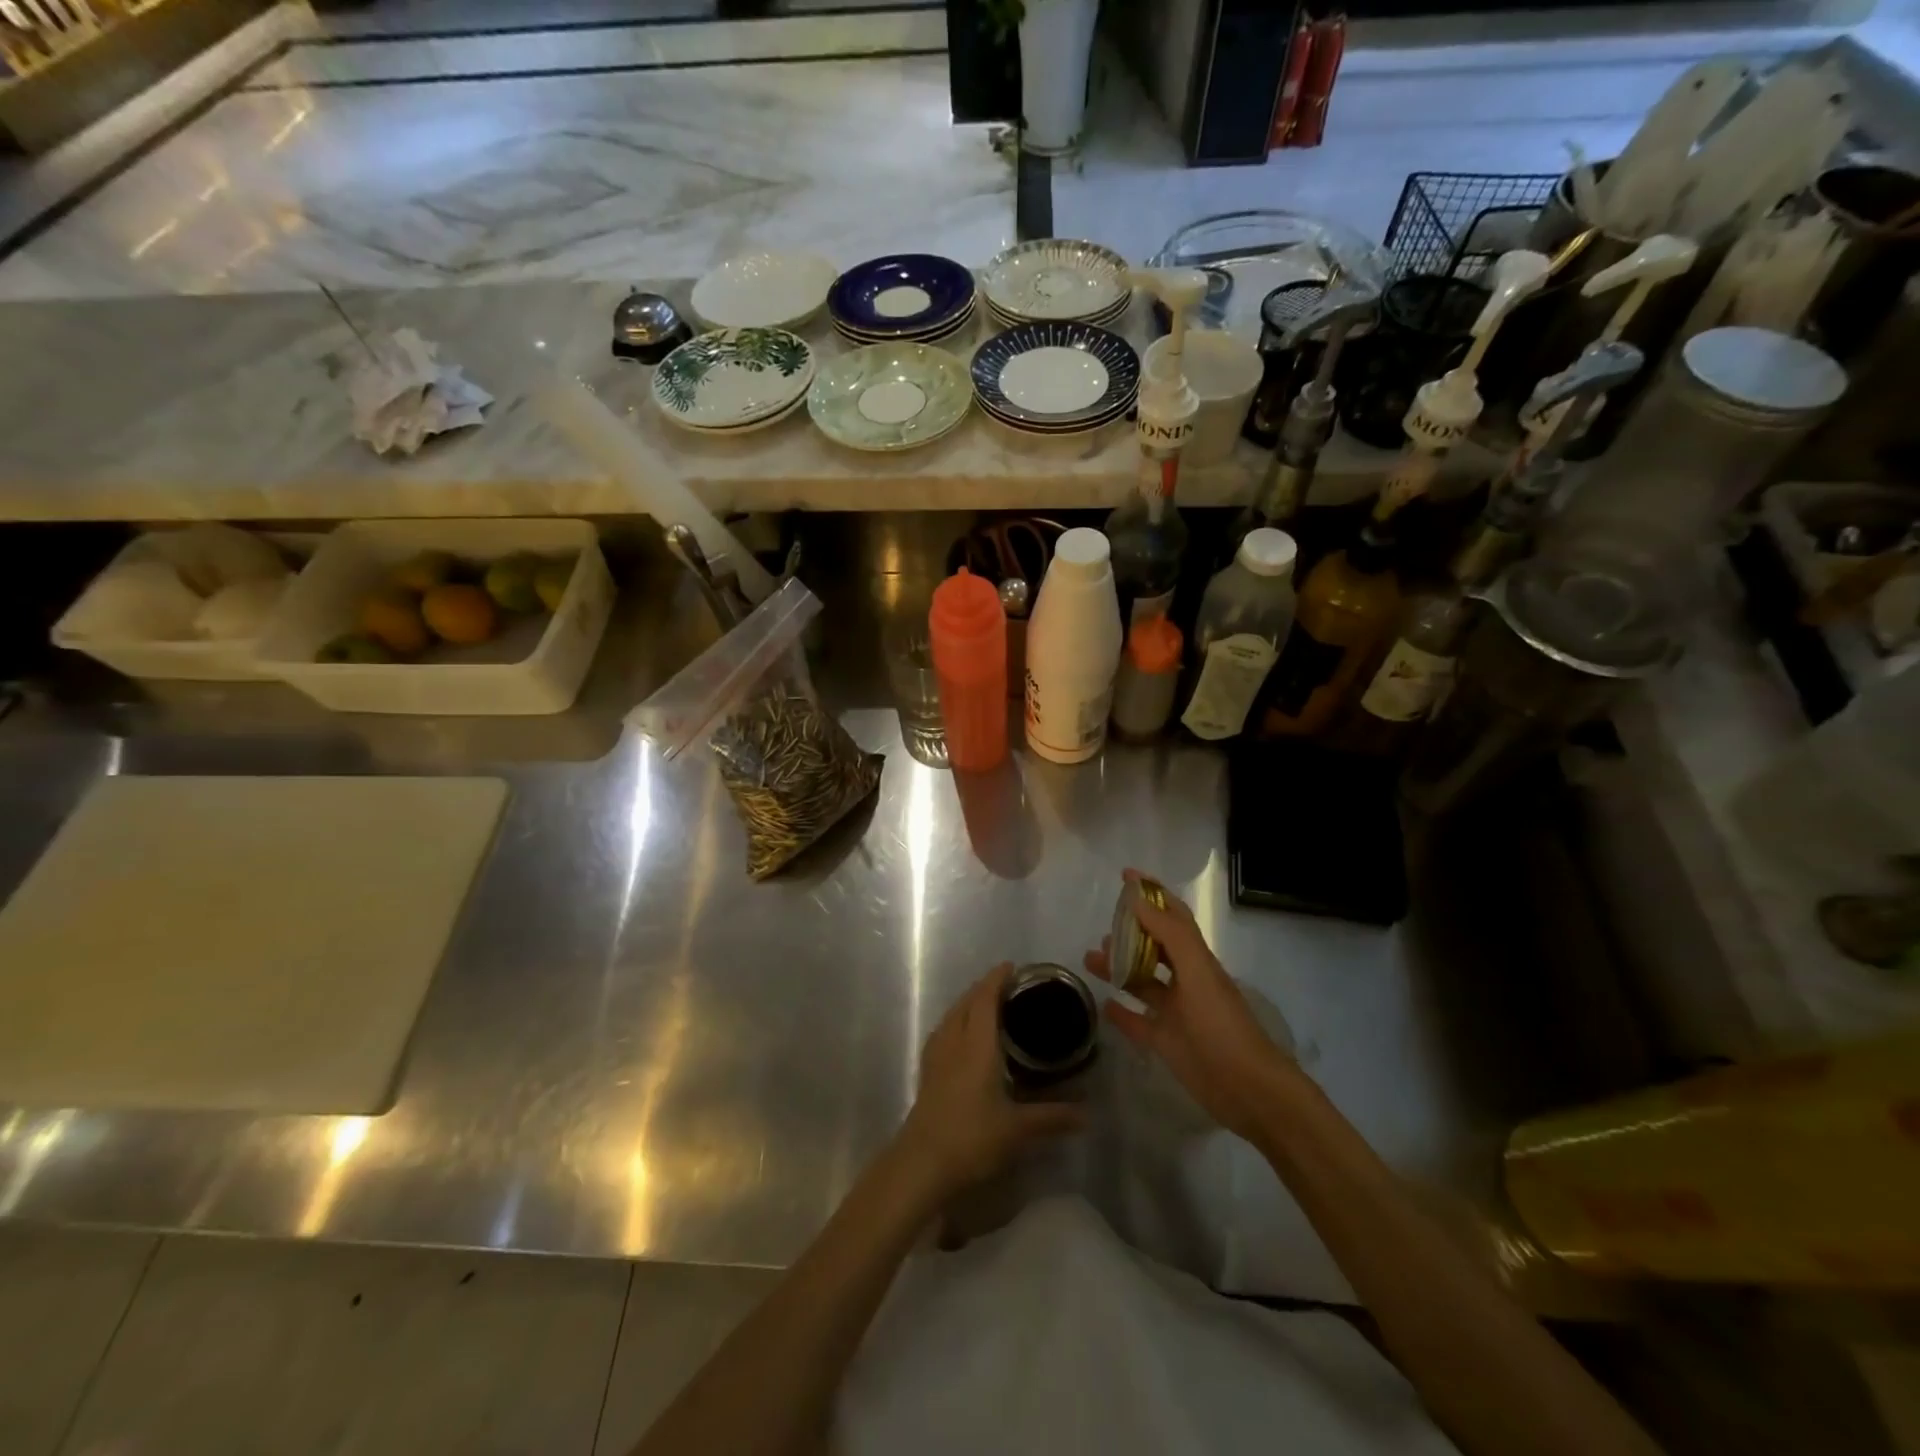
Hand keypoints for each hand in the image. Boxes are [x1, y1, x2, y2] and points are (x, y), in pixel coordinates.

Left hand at [895, 963, 1083, 1201]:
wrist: (921, 1164)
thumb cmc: (971, 1138)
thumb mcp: (1018, 1129)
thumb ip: (1052, 1117)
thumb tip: (1087, 1114)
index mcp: (976, 1044)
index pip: (985, 999)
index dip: (997, 979)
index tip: (1012, 967)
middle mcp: (954, 1041)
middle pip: (966, 1002)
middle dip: (984, 988)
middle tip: (1007, 986)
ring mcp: (936, 1056)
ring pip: (952, 1015)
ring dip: (968, 1003)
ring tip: (987, 1005)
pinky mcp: (928, 1072)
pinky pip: (943, 1031)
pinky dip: (956, 1021)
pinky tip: (963, 1037)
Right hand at [1086, 870, 1293, 1143]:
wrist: (1248, 1090)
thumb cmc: (1222, 1025)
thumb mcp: (1197, 973)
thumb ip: (1169, 934)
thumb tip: (1137, 898)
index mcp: (1197, 960)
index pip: (1172, 916)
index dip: (1152, 894)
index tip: (1125, 876)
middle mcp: (1186, 982)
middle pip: (1154, 947)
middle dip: (1130, 932)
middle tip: (1103, 926)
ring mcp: (1175, 1013)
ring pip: (1141, 982)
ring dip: (1118, 967)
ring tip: (1091, 958)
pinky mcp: (1166, 1043)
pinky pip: (1137, 1022)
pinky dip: (1121, 1011)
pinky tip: (1103, 1003)